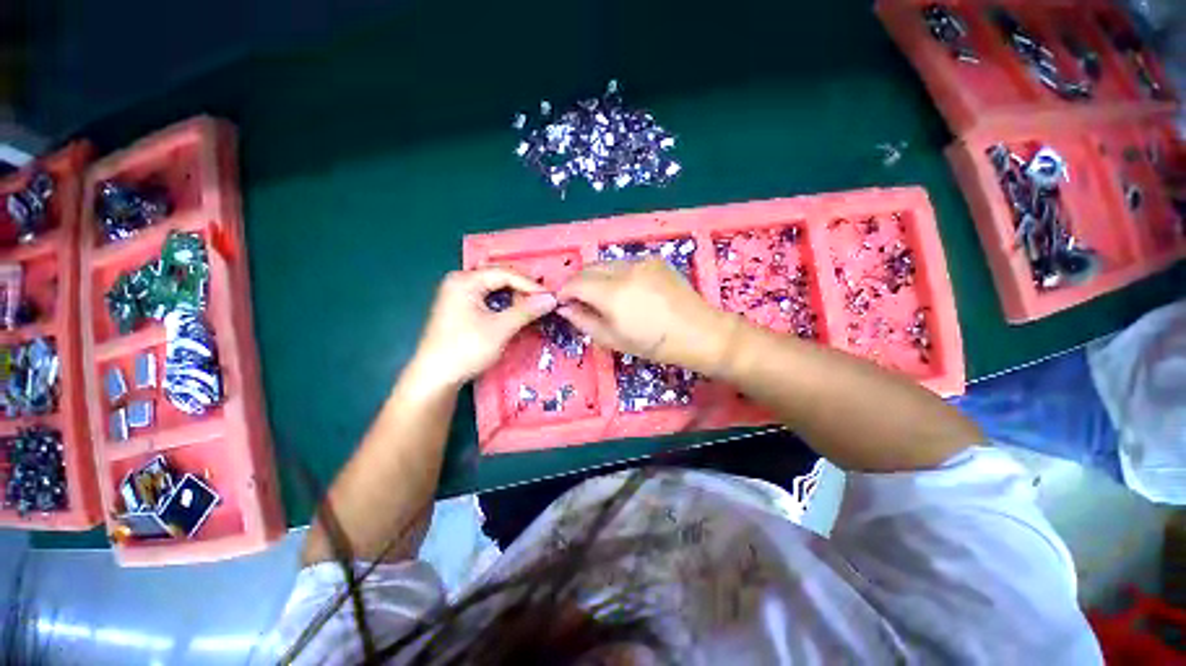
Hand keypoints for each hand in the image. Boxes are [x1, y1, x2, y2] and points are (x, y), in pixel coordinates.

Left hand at [411, 268, 556, 388]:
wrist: (435, 378)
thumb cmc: (466, 349)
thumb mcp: (500, 329)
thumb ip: (526, 311)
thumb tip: (552, 299)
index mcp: (465, 280)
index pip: (505, 273)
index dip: (531, 285)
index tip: (551, 298)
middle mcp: (460, 282)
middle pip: (500, 279)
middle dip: (523, 290)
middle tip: (544, 303)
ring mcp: (459, 296)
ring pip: (495, 290)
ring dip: (515, 298)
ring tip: (533, 309)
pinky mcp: (461, 309)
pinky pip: (488, 300)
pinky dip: (504, 306)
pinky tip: (516, 315)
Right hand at [557, 258, 734, 371]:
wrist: (698, 332)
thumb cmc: (653, 344)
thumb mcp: (613, 340)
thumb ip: (584, 321)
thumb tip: (565, 308)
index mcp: (612, 294)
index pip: (576, 283)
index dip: (564, 291)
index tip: (563, 302)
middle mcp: (624, 270)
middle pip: (589, 268)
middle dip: (578, 282)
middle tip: (579, 299)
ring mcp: (641, 261)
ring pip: (606, 263)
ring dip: (596, 276)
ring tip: (602, 295)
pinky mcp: (654, 259)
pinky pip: (625, 263)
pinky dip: (616, 273)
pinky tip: (626, 290)